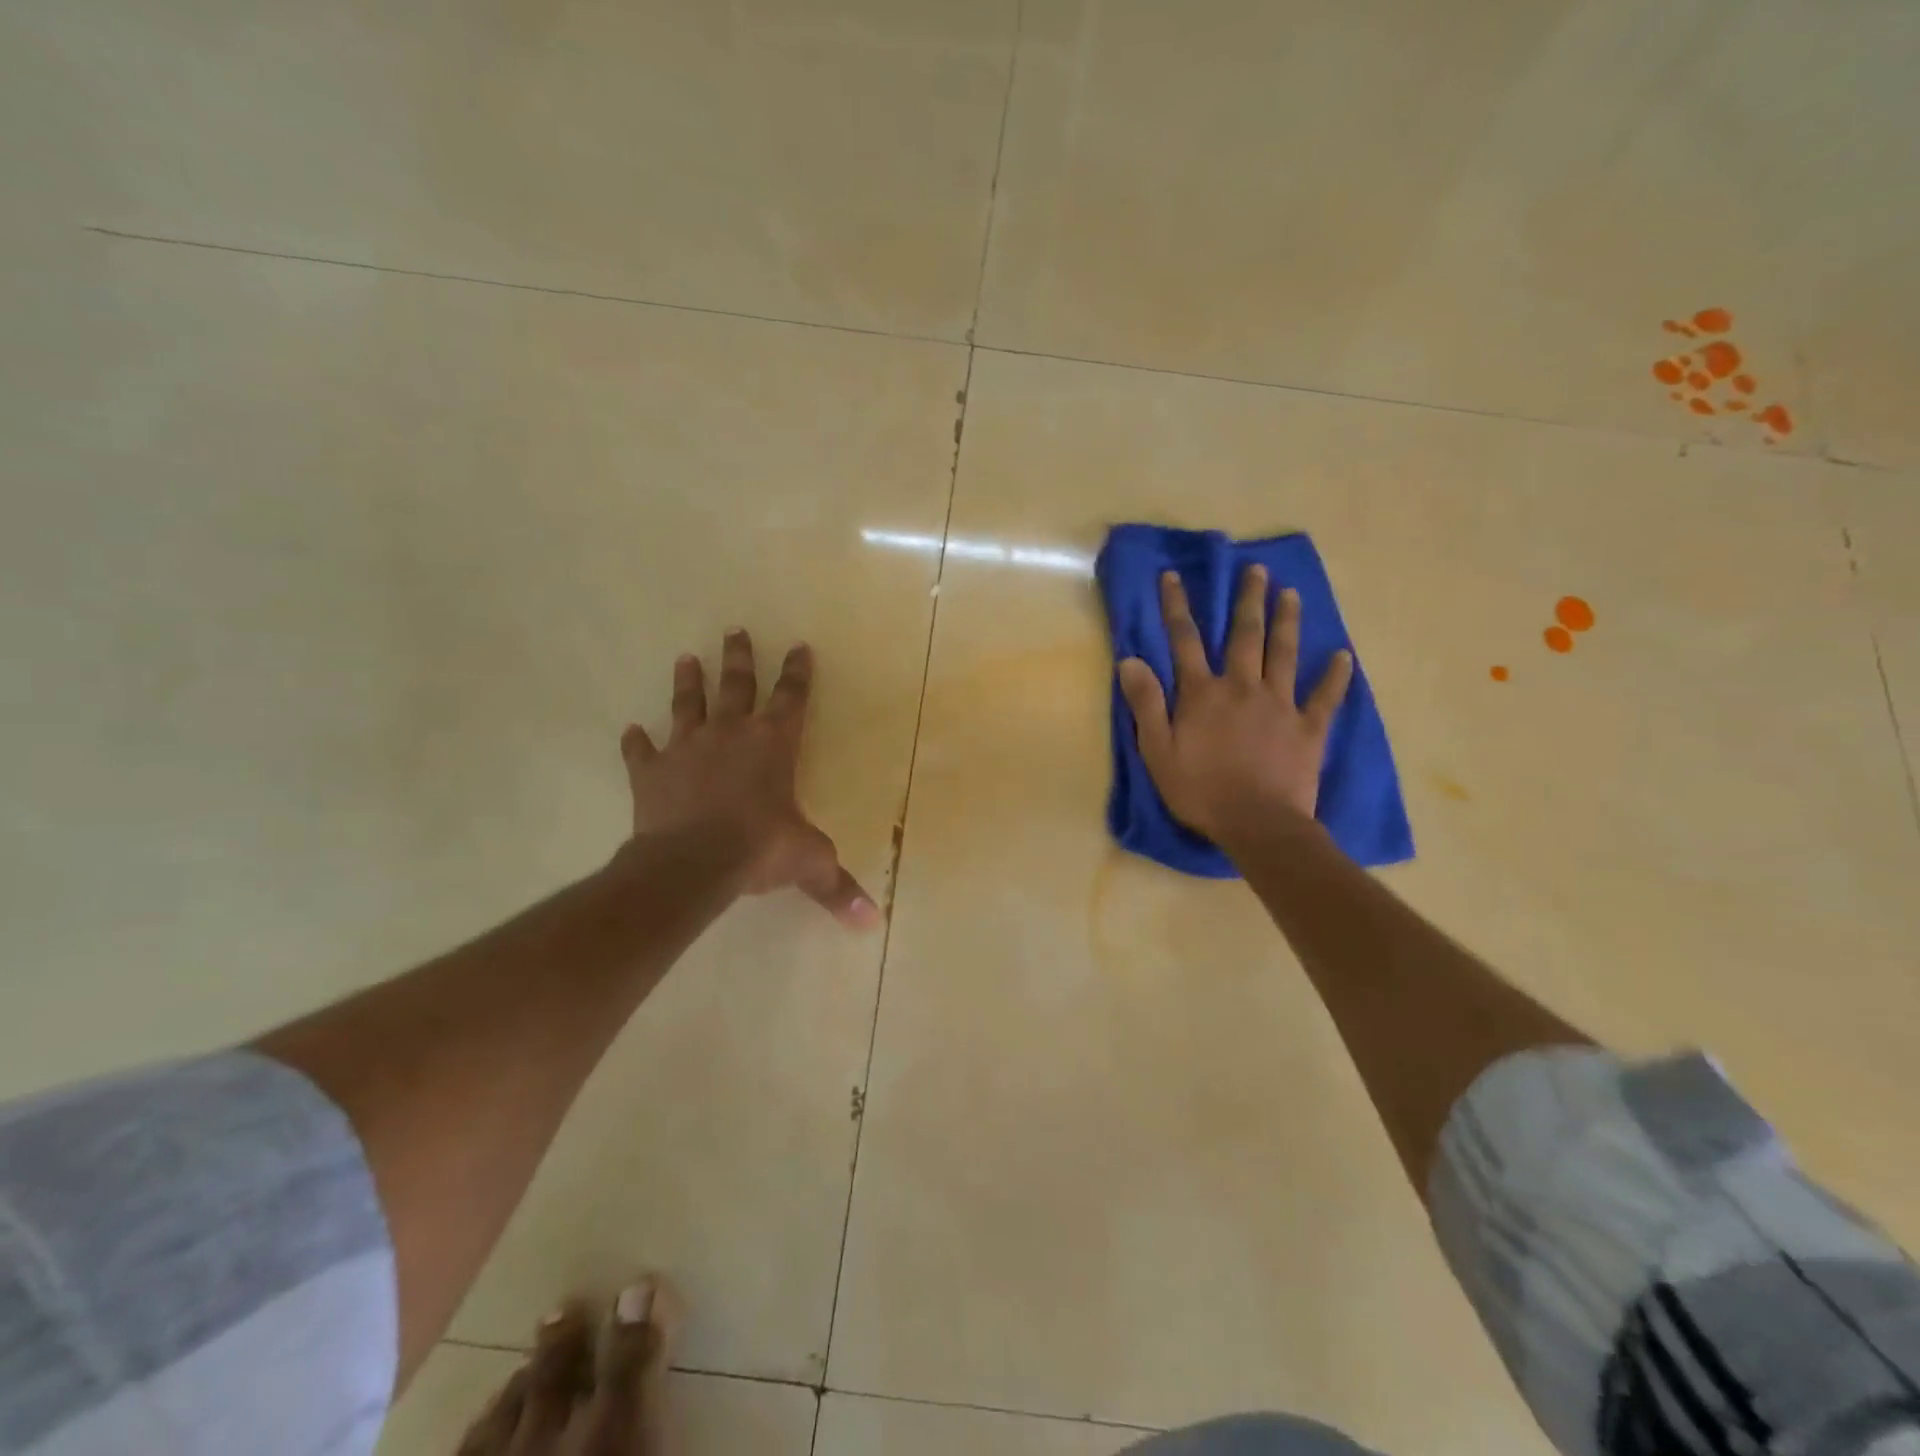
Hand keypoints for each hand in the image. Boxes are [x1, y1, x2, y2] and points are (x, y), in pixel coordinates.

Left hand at [620, 630, 878, 929]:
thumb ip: (838, 887)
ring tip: (686, 659)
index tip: (800, 647)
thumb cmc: (759, 848)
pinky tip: (631, 731)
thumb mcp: (809, 863)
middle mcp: (731, 735)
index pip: (792, 698)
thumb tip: (872, 923)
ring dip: (689, 682)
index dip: (798, 673)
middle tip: (734, 630)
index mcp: (773, 744)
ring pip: (688, 705)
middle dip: (739, 658)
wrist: (691, 861)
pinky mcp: (650, 772)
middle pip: (737, 686)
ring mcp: (687, 749)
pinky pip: (641, 752)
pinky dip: (636, 743)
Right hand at [1117, 567, 1352, 845]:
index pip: (1185, 641)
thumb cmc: (1200, 791)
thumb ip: (1146, 704)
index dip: (1177, 607)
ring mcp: (1280, 705)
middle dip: (1248, 600)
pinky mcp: (1308, 728)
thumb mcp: (1157, 751)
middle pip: (1245, 636)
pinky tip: (1342, 655)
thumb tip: (1130, 660)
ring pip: (1284, 654)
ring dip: (1287, 621)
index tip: (1173, 576)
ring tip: (1292, 593)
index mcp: (1203, 694)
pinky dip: (1335, 675)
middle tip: (1257, 570)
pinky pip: (1325, 696)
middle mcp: (1243, 688)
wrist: (1258, 824)